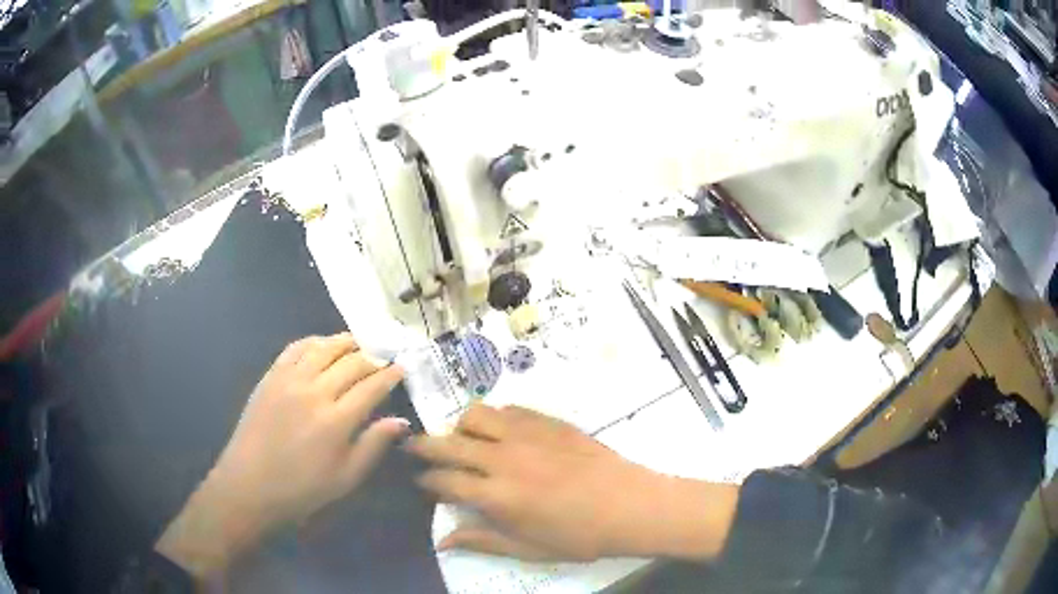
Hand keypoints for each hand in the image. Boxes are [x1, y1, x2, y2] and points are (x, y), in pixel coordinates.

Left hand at [156, 334, 406, 579]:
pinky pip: (296, 348)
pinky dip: (314, 341)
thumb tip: (400, 421)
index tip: (402, 368)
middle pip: (351, 362)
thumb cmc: (302, 489)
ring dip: (345, 342)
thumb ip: (373, 445)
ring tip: (359, 343)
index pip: (372, 386)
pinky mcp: (271, 377)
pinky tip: (323, 345)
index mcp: (336, 421)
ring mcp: (289, 380)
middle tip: (384, 357)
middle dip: (373, 356)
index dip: (390, 375)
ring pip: (324, 348)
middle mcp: (314, 392)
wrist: (250, 485)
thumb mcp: (346, 478)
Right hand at [406, 405, 736, 561]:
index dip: (426, 480)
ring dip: (461, 427)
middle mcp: (504, 459)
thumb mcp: (529, 549)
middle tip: (415, 448)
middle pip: (449, 443)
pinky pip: (509, 408)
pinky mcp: (548, 421)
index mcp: (497, 496)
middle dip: (424, 446)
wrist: (630, 504)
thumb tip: (442, 541)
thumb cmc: (580, 536)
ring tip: (465, 440)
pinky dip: (496, 418)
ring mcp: (527, 434)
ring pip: (475, 415)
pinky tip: (503, 433)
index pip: (444, 481)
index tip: (419, 481)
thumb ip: (482, 541)